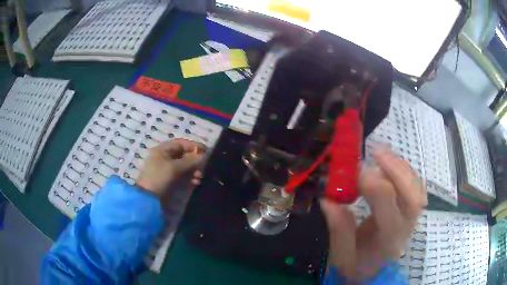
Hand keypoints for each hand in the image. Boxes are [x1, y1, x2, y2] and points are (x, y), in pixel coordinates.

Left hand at [136, 139, 205, 202]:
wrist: (148, 198)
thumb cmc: (159, 178)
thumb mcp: (174, 167)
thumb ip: (190, 160)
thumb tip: (203, 155)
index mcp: (162, 150)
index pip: (180, 143)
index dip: (193, 146)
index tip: (206, 151)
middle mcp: (164, 158)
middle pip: (183, 155)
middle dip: (194, 160)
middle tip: (204, 167)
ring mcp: (166, 170)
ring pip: (184, 166)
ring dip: (193, 170)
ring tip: (200, 177)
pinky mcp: (169, 180)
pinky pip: (182, 176)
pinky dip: (190, 178)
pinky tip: (196, 183)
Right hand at [320, 146, 426, 278]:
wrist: (373, 274)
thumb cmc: (356, 268)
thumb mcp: (341, 256)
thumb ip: (339, 229)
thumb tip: (328, 198)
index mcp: (387, 240)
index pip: (388, 209)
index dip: (373, 185)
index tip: (354, 170)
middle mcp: (405, 227)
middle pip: (412, 195)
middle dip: (395, 169)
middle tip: (375, 151)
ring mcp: (411, 218)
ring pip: (416, 188)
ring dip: (399, 166)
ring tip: (380, 152)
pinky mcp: (410, 212)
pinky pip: (414, 186)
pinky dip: (403, 171)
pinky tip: (389, 163)